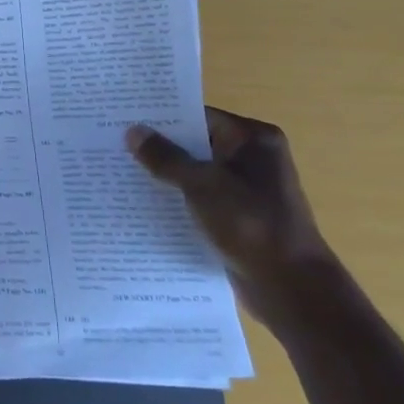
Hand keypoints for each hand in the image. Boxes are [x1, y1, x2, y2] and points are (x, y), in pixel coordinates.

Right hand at [127, 107, 340, 331]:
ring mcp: (245, 188)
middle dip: (158, 145)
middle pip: (195, 143)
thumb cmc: (251, 225)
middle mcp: (251, 158)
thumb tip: (133, 131)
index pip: (199, 116)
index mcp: (253, 140)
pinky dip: (175, 197)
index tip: (123, 115)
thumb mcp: (203, 185)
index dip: (161, 116)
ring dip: (163, 174)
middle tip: (112, 140)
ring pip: (194, 172)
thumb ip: (166, 157)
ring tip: (118, 168)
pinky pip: (198, 197)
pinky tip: (140, 200)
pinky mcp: (236, 215)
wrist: (291, 288)